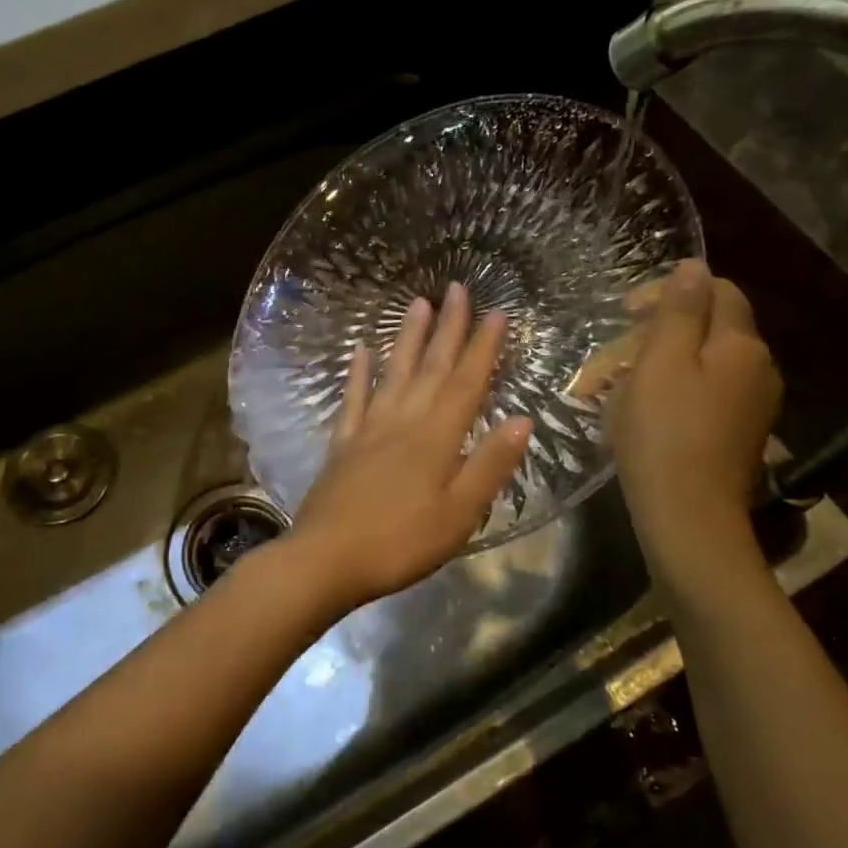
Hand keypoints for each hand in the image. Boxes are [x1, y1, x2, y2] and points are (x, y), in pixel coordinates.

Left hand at [286, 282, 532, 612]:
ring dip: (407, 338)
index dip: (483, 347)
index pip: (466, 383)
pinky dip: (358, 372)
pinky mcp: (342, 444)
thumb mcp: (459, 515)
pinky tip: (360, 350)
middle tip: (457, 288)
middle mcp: (403, 422)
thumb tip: (522, 420)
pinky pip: (353, 398)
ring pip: (393, 373)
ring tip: (417, 303)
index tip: (497, 312)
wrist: (326, 559)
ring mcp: (368, 429)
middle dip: (448, 327)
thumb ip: (489, 466)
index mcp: (436, 438)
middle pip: (430, 367)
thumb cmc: (400, 543)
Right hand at [607, 260, 781, 569]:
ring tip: (614, 390)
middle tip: (611, 359)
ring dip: (658, 367)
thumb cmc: (665, 434)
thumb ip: (678, 311)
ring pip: (702, 365)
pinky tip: (640, 417)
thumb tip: (694, 266)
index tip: (627, 314)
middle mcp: (758, 369)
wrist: (689, 519)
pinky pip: (704, 396)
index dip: (671, 292)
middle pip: (709, 329)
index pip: (718, 291)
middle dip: (657, 334)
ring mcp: (752, 406)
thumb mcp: (661, 363)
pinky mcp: (738, 435)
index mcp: (741, 346)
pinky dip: (671, 395)